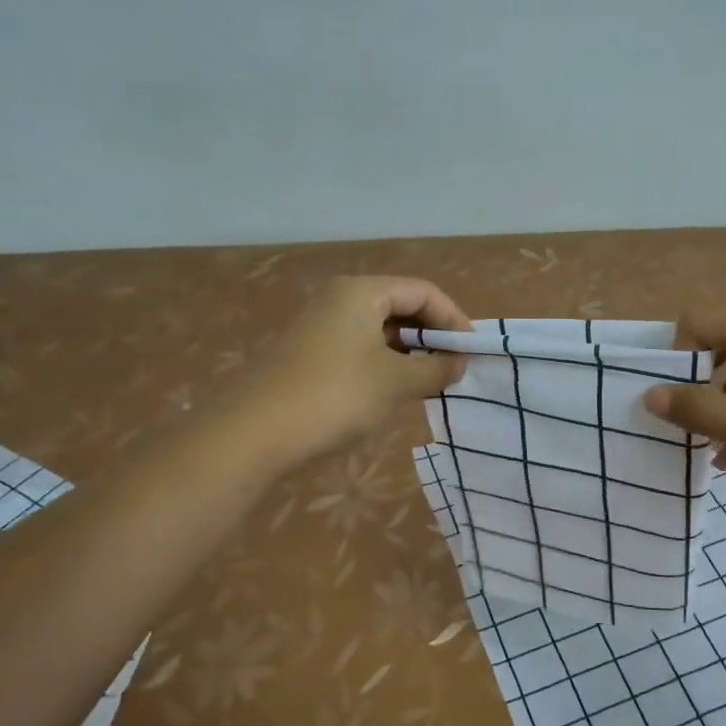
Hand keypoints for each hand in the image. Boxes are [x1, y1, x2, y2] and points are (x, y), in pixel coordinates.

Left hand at [242, 276, 471, 463]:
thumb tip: (459, 363)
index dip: (454, 318)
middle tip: (454, 367)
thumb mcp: (396, 383)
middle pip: (400, 305)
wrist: (253, 433)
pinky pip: (359, 346)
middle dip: (432, 334)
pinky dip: (384, 362)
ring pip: (379, 328)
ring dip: (410, 351)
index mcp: (362, 292)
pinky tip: (393, 390)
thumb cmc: (335, 396)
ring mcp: (320, 325)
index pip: (423, 291)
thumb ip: (435, 368)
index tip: (472, 351)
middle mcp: (339, 298)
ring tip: (429, 381)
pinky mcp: (309, 352)